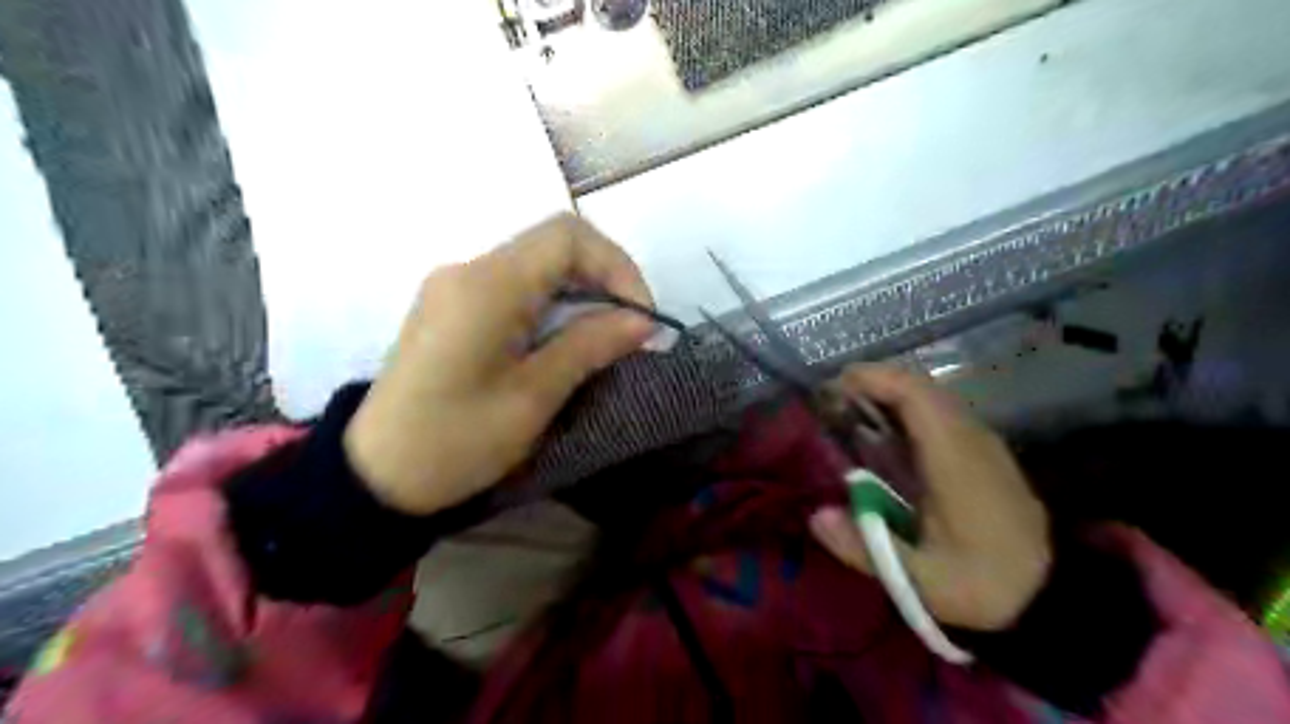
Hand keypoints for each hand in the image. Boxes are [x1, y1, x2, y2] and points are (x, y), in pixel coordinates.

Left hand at [346, 213, 656, 513]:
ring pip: (536, 265)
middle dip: (604, 280)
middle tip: (630, 330)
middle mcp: (468, 269)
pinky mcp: (451, 306)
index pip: (568, 237)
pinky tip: (562, 342)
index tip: (640, 316)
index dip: (617, 266)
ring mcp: (455, 285)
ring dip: (579, 294)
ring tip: (603, 340)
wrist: (376, 474)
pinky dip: (551, 304)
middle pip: (553, 245)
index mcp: (487, 285)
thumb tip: (643, 321)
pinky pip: (515, 286)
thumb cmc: (456, 440)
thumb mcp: (533, 398)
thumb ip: (589, 346)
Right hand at [810, 365, 1051, 631]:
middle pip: (920, 387)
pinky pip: (941, 415)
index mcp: (955, 458)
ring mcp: (982, 443)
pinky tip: (886, 436)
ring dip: (890, 396)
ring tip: (851, 412)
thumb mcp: (919, 580)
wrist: (1052, 597)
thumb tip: (815, 515)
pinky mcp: (985, 454)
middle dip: (873, 383)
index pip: (915, 393)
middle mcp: (971, 438)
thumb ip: (864, 548)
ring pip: (932, 398)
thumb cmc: (982, 585)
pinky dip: (907, 412)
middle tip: (832, 401)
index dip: (873, 379)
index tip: (833, 387)